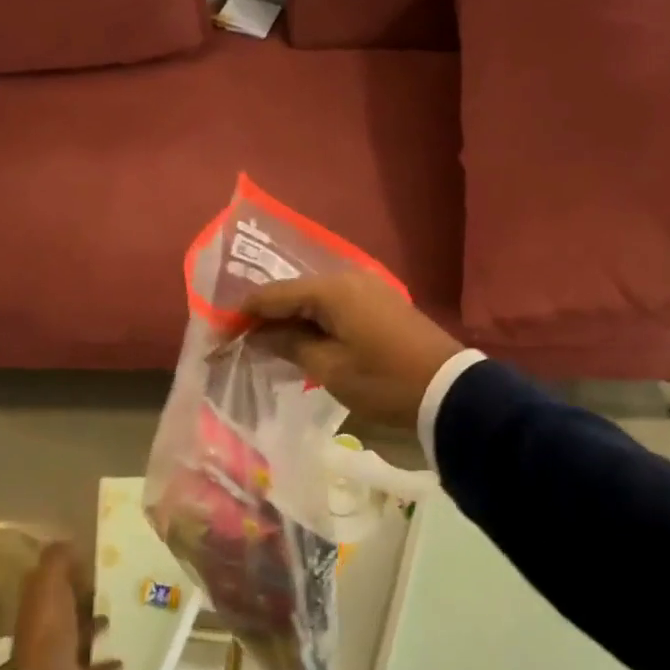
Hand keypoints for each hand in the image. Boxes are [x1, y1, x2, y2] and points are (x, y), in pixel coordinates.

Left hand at [9, 543, 121, 669]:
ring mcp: (56, 654)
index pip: (53, 578)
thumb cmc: (49, 631)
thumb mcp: (50, 585)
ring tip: (118, 617)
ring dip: (94, 626)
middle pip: (66, 605)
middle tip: (115, 587)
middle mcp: (45, 625)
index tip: (98, 560)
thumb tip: (66, 541)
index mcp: (39, 601)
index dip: (71, 568)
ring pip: (77, 634)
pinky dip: (103, 665)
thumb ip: (57, 560)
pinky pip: (88, 668)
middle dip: (85, 596)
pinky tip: (121, 660)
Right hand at [237, 273, 463, 427]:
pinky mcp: (379, 302)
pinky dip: (313, 320)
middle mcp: (347, 277)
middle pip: (293, 292)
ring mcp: (367, 287)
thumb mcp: (329, 368)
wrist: (449, 391)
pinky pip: (334, 305)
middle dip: (265, 315)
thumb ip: (289, 345)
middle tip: (240, 340)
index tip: (220, 334)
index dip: (243, 314)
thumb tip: (259, 334)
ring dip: (289, 319)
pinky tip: (300, 339)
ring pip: (313, 298)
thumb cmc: (383, 381)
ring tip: (265, 343)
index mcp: (331, 289)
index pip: (273, 294)